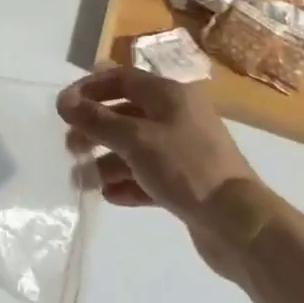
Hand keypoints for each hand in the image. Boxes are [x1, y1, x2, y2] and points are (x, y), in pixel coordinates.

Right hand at [57, 66, 260, 278]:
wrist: (239, 224)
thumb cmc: (184, 167)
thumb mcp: (134, 139)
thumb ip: (96, 119)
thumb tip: (64, 102)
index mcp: (169, 95)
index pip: (121, 78)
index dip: (89, 88)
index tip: (64, 107)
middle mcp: (177, 116)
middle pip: (125, 114)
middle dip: (95, 129)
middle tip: (70, 147)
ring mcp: (183, 150)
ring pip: (135, 148)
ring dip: (106, 161)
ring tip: (83, 180)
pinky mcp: (187, 183)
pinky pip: (148, 175)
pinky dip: (127, 182)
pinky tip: (110, 195)